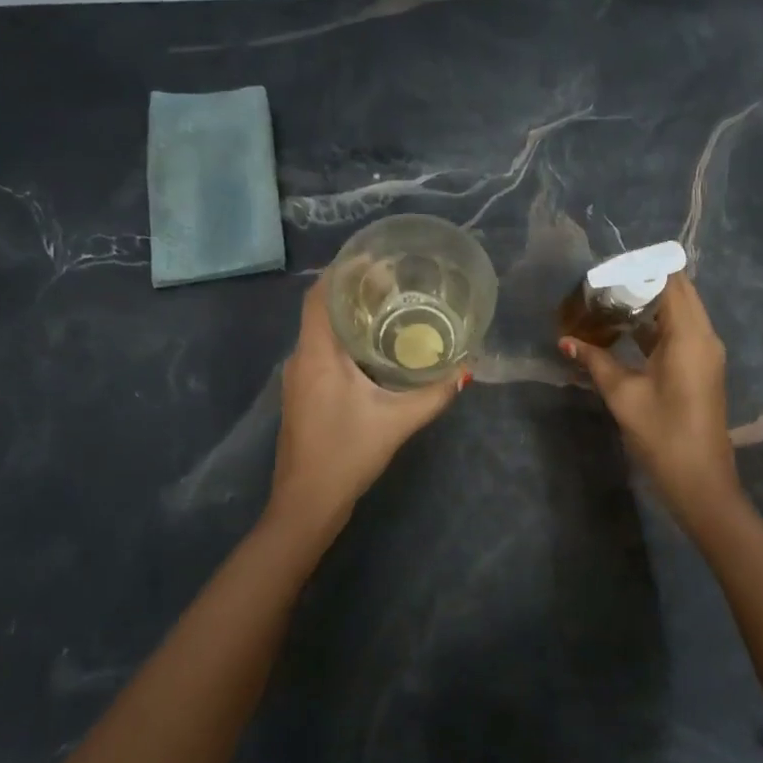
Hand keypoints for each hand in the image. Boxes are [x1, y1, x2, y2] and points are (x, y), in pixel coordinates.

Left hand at [269, 279, 467, 531]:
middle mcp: (301, 359)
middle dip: (353, 290)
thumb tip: (465, 369)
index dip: (342, 271)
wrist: (306, 503)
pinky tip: (372, 348)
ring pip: (320, 331)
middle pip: (321, 309)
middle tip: (393, 281)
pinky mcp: (302, 394)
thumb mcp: (397, 422)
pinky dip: (344, 339)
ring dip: (348, 316)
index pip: (320, 296)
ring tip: (388, 307)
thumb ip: (433, 394)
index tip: (374, 259)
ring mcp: (297, 378)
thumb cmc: (347, 454)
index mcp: (317, 355)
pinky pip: (321, 351)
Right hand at [560, 272, 741, 520]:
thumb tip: (565, 340)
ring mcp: (705, 352)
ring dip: (645, 304)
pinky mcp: (700, 367)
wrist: (701, 483)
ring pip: (677, 311)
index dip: (639, 269)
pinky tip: (621, 330)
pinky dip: (652, 325)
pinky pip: (678, 331)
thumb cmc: (663, 436)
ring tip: (604, 303)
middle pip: (676, 291)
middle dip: (639, 283)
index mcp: (689, 335)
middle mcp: (703, 336)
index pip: (669, 281)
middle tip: (600, 286)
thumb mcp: (624, 396)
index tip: (605, 269)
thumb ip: (595, 361)